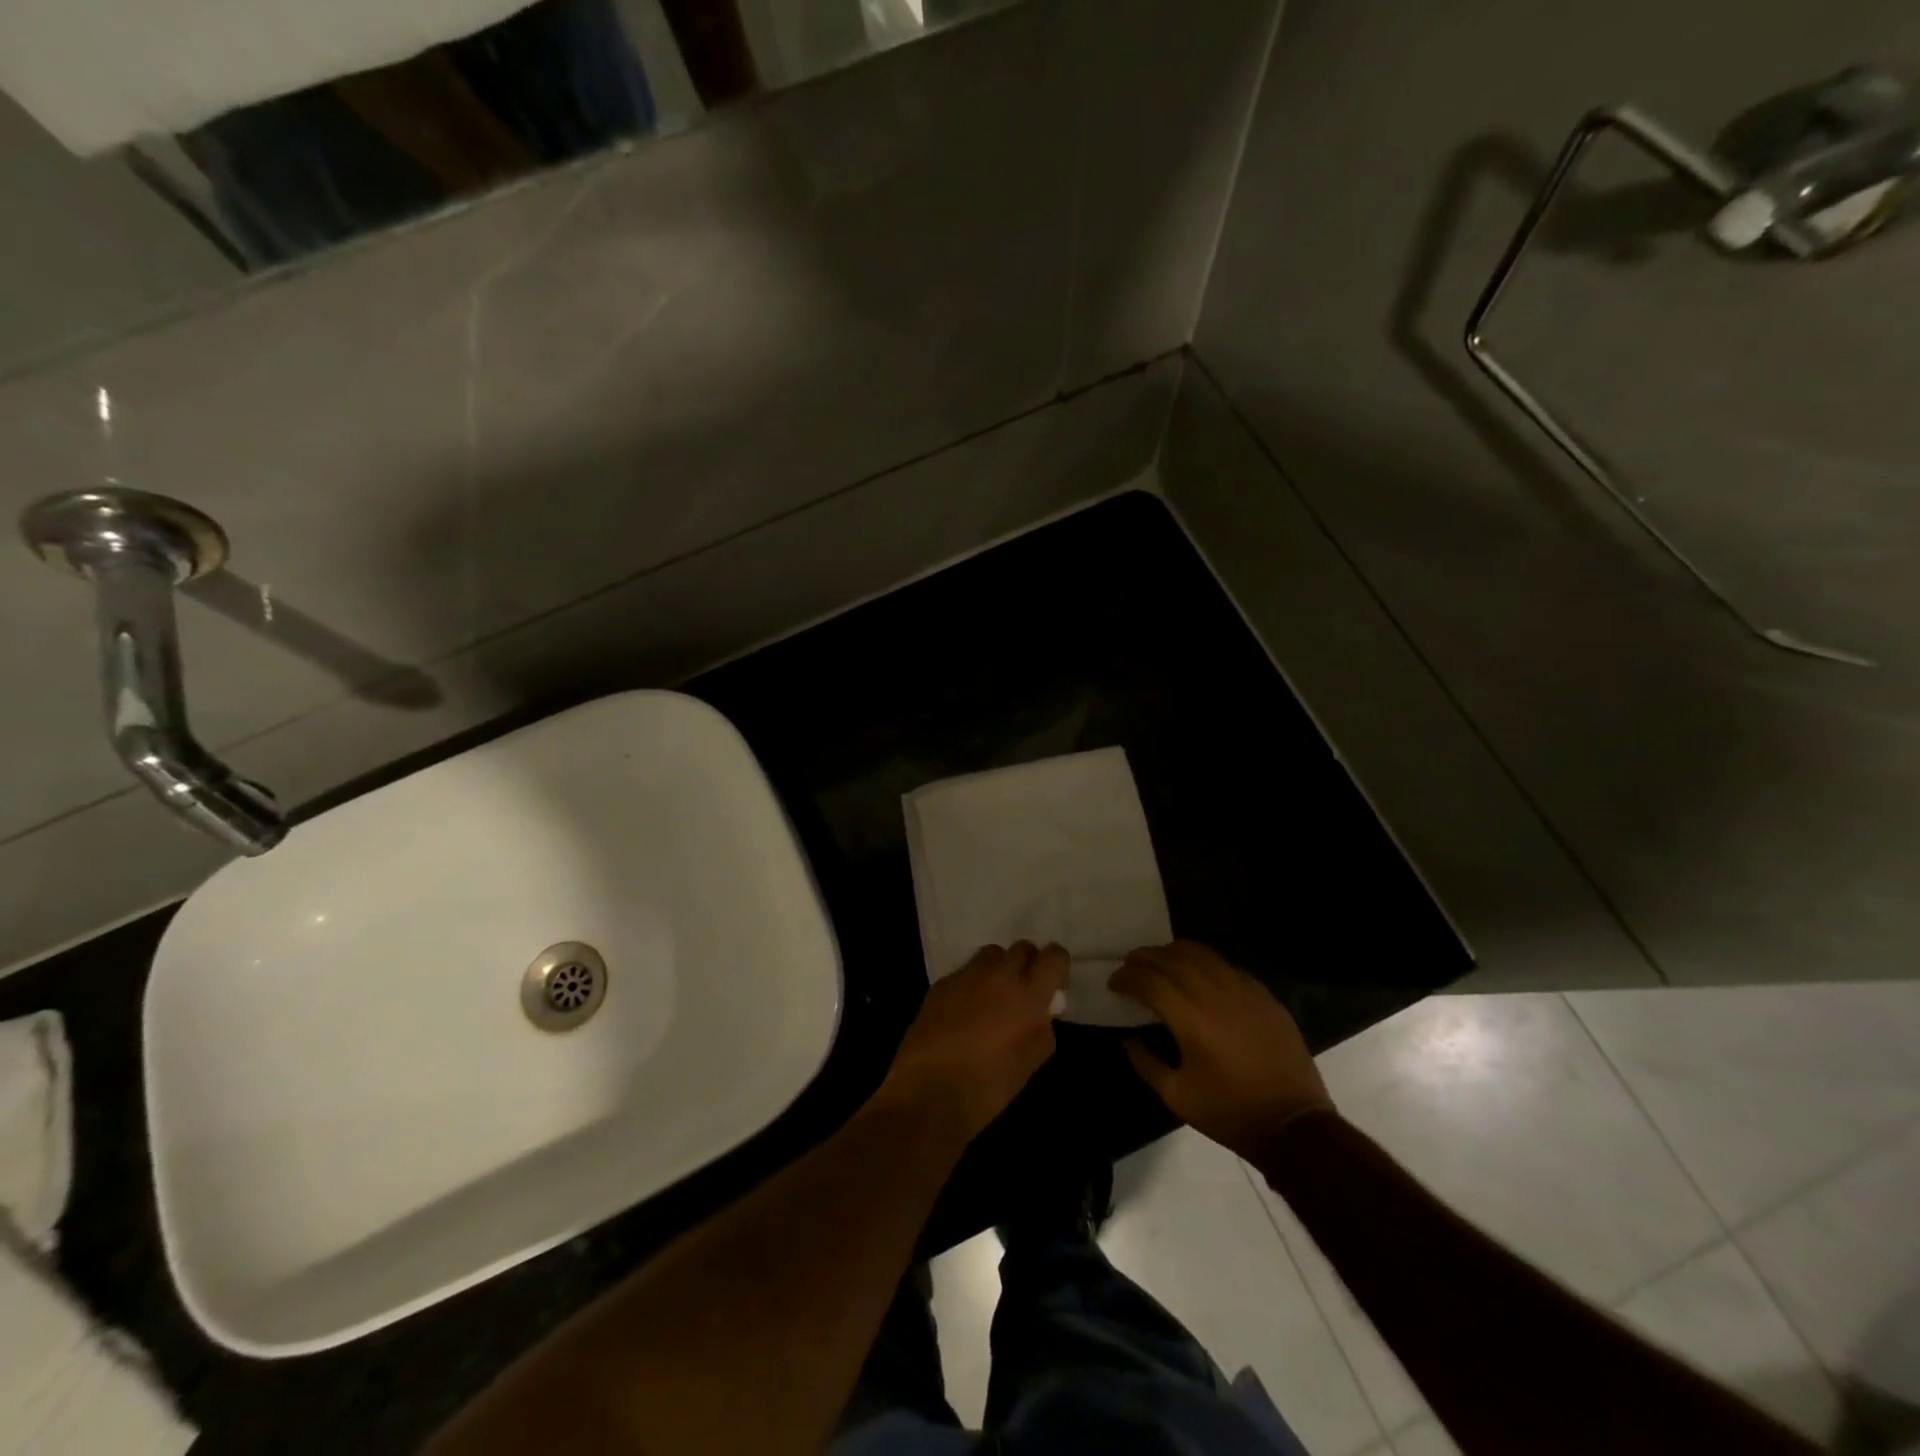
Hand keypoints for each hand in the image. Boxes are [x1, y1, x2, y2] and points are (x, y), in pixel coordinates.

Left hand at [878, 942, 1069, 1143]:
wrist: (929, 1091)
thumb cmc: (989, 1085)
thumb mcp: (1031, 1062)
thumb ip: (1042, 1028)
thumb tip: (1041, 1013)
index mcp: (1027, 994)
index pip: (1054, 956)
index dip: (1057, 967)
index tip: (1054, 986)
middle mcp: (998, 975)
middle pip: (1022, 948)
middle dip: (1028, 965)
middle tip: (1024, 993)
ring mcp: (966, 976)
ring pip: (991, 954)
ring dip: (999, 969)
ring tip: (993, 999)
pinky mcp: (941, 984)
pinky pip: (965, 973)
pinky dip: (972, 984)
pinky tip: (964, 1013)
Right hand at [1110, 941, 1334, 1159]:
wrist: (1293, 1125)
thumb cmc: (1230, 1113)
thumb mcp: (1177, 1096)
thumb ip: (1146, 1063)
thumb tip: (1129, 1039)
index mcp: (1191, 1019)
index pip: (1150, 980)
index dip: (1127, 977)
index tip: (1114, 983)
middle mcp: (1216, 994)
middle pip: (1173, 958)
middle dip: (1145, 957)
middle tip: (1130, 965)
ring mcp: (1244, 991)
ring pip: (1202, 954)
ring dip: (1174, 952)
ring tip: (1160, 961)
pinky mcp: (1265, 996)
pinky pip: (1228, 966)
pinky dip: (1205, 963)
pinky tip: (1199, 976)